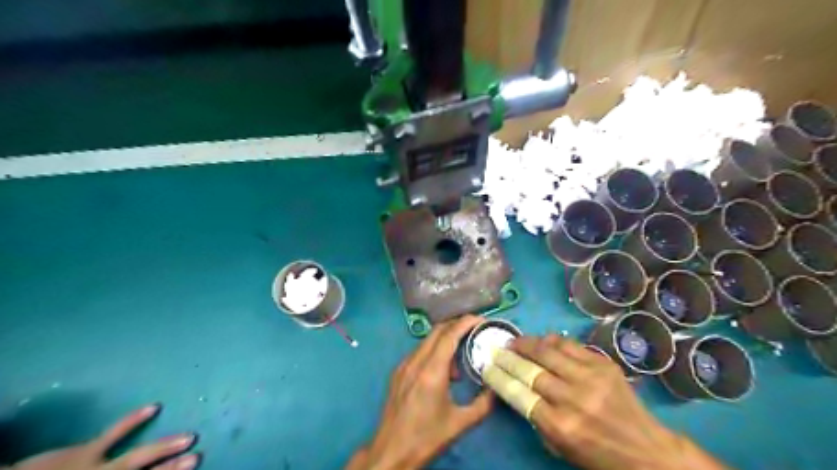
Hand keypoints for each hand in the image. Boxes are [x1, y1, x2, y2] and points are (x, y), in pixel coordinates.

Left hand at [10, 405, 198, 469]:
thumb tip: (139, 466)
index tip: (192, 465)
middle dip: (170, 468)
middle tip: (196, 457)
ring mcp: (94, 468)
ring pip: (136, 458)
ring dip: (163, 448)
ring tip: (188, 437)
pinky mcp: (83, 452)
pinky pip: (112, 433)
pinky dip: (132, 420)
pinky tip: (153, 407)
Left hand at [345, 316, 490, 469]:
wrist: (391, 452)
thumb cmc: (426, 438)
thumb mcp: (460, 423)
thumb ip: (483, 404)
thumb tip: (497, 388)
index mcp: (431, 371)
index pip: (449, 335)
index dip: (466, 322)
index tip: (481, 320)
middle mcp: (415, 362)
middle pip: (437, 331)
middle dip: (457, 325)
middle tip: (475, 330)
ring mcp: (403, 365)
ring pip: (427, 340)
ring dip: (446, 340)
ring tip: (462, 356)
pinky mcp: (398, 373)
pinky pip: (419, 352)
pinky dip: (434, 351)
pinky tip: (444, 370)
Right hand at [511, 334, 725, 468]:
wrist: (647, 451)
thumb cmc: (598, 456)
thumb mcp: (560, 447)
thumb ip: (536, 419)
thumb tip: (517, 388)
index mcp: (560, 426)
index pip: (518, 393)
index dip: (498, 377)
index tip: (487, 367)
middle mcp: (573, 398)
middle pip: (529, 369)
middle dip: (507, 357)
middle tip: (496, 350)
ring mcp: (590, 378)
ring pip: (547, 350)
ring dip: (525, 343)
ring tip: (514, 342)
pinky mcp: (603, 364)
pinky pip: (569, 344)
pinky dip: (550, 340)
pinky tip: (540, 341)